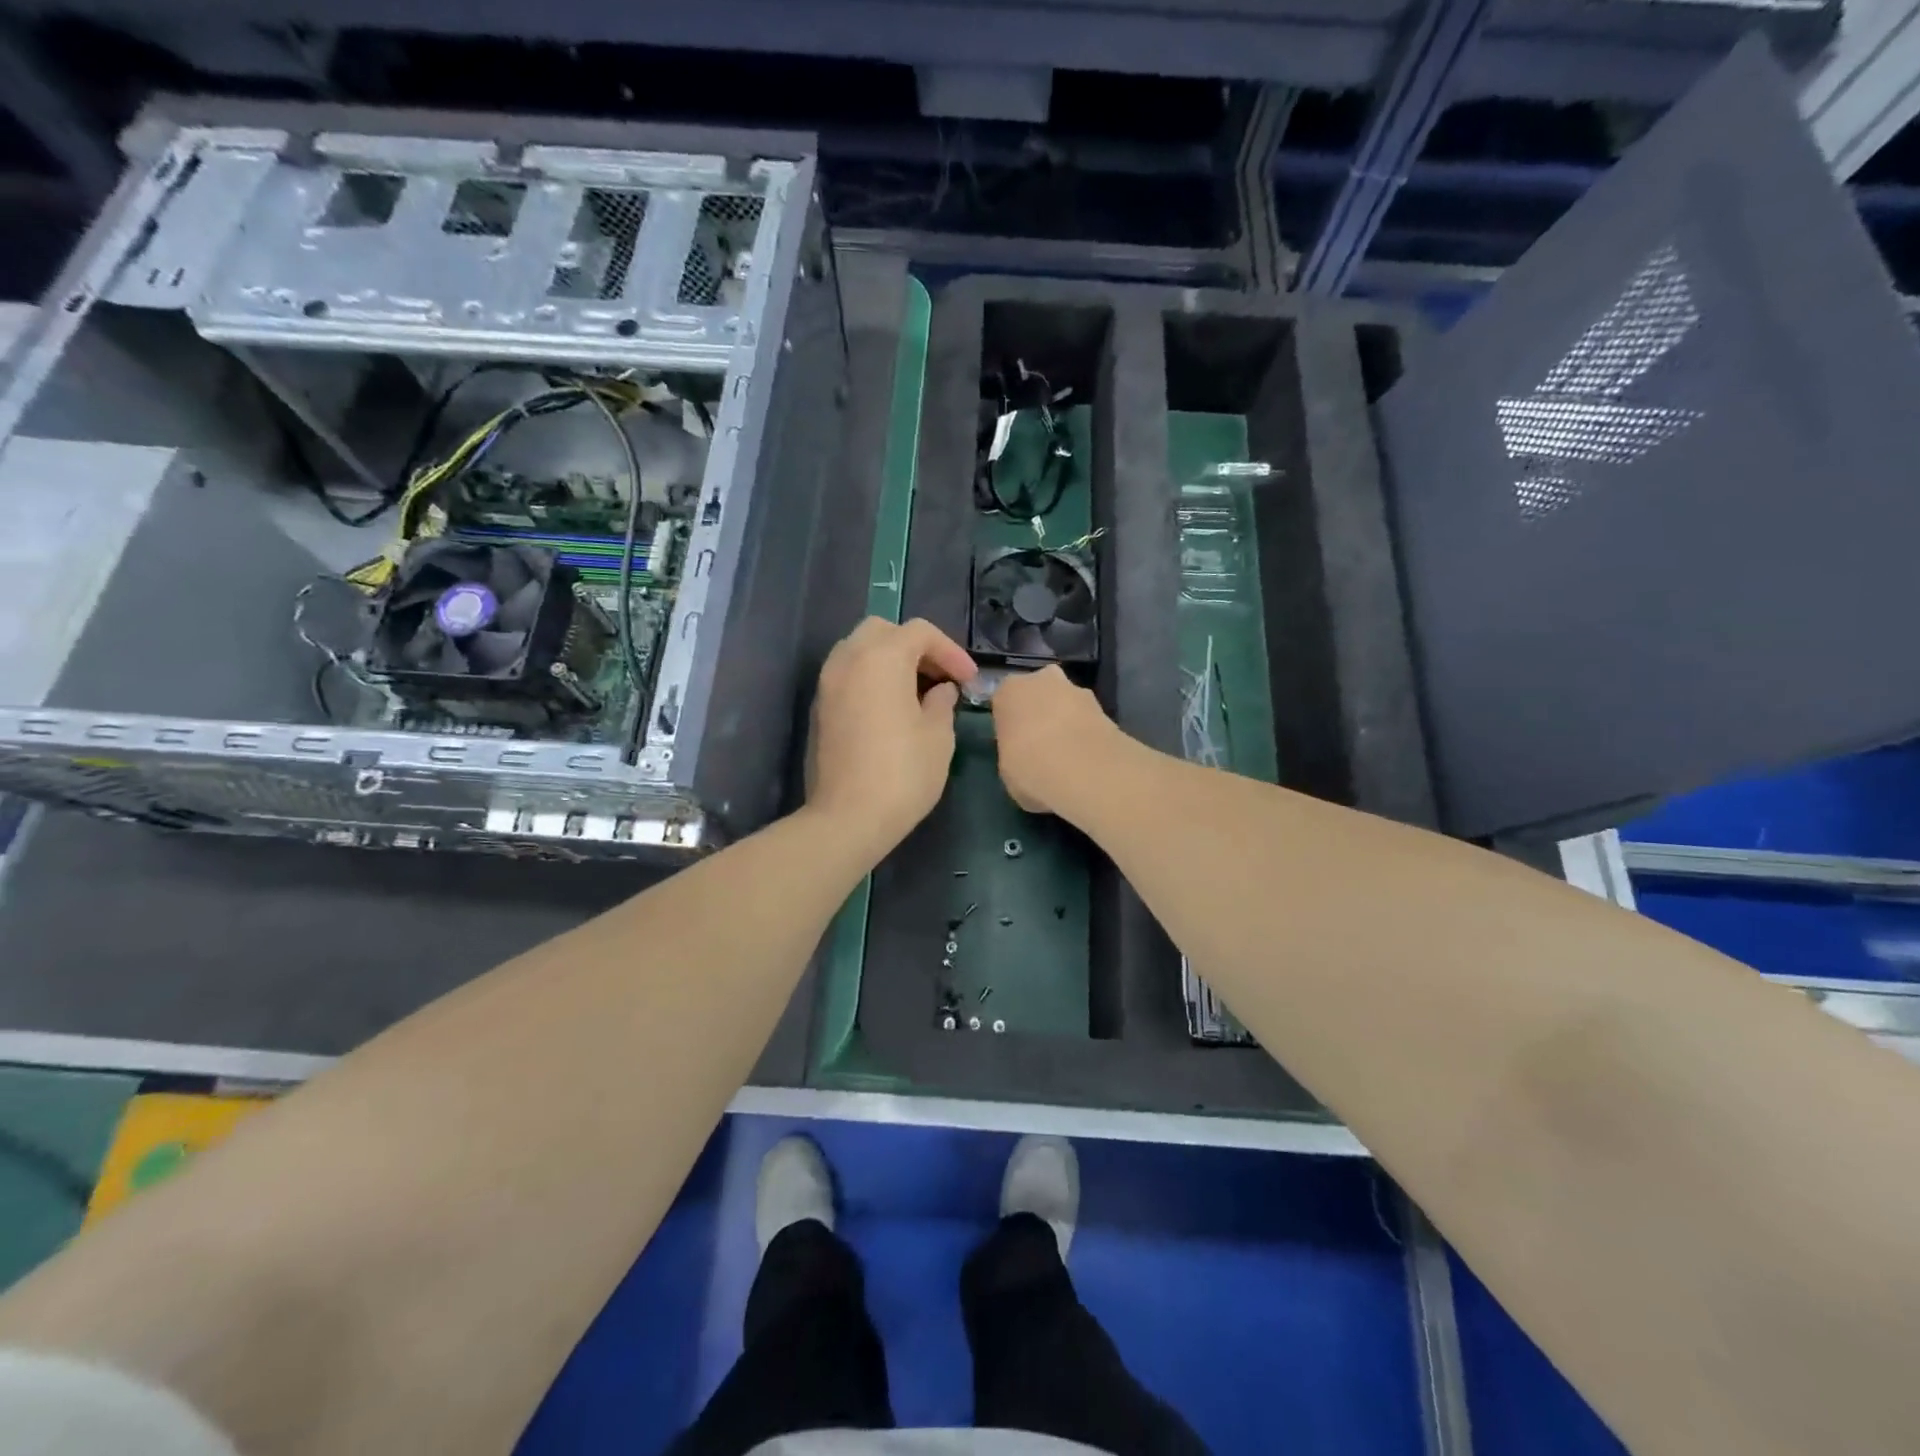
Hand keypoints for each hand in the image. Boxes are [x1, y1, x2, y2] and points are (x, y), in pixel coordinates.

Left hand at [807, 617, 976, 851]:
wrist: (847, 817)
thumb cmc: (903, 773)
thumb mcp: (939, 736)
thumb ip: (942, 702)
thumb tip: (940, 690)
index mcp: (881, 658)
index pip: (920, 632)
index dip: (951, 651)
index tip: (969, 680)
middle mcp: (848, 659)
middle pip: (883, 631)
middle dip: (915, 647)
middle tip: (939, 677)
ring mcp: (828, 683)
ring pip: (860, 650)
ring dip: (890, 660)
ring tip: (917, 691)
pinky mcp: (819, 708)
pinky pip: (848, 675)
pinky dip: (871, 678)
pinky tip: (891, 708)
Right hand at [990, 666, 1120, 815]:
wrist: (1084, 771)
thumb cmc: (1029, 768)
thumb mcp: (1007, 769)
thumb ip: (1014, 752)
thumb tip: (1025, 757)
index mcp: (1009, 690)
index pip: (1005, 701)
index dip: (1011, 723)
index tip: (1014, 744)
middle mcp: (1042, 679)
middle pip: (1039, 694)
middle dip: (1041, 713)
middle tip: (1042, 746)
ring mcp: (1077, 690)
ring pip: (1066, 704)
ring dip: (1066, 722)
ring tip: (1068, 756)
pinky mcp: (1105, 708)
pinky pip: (1087, 720)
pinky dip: (1086, 734)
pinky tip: (1087, 759)